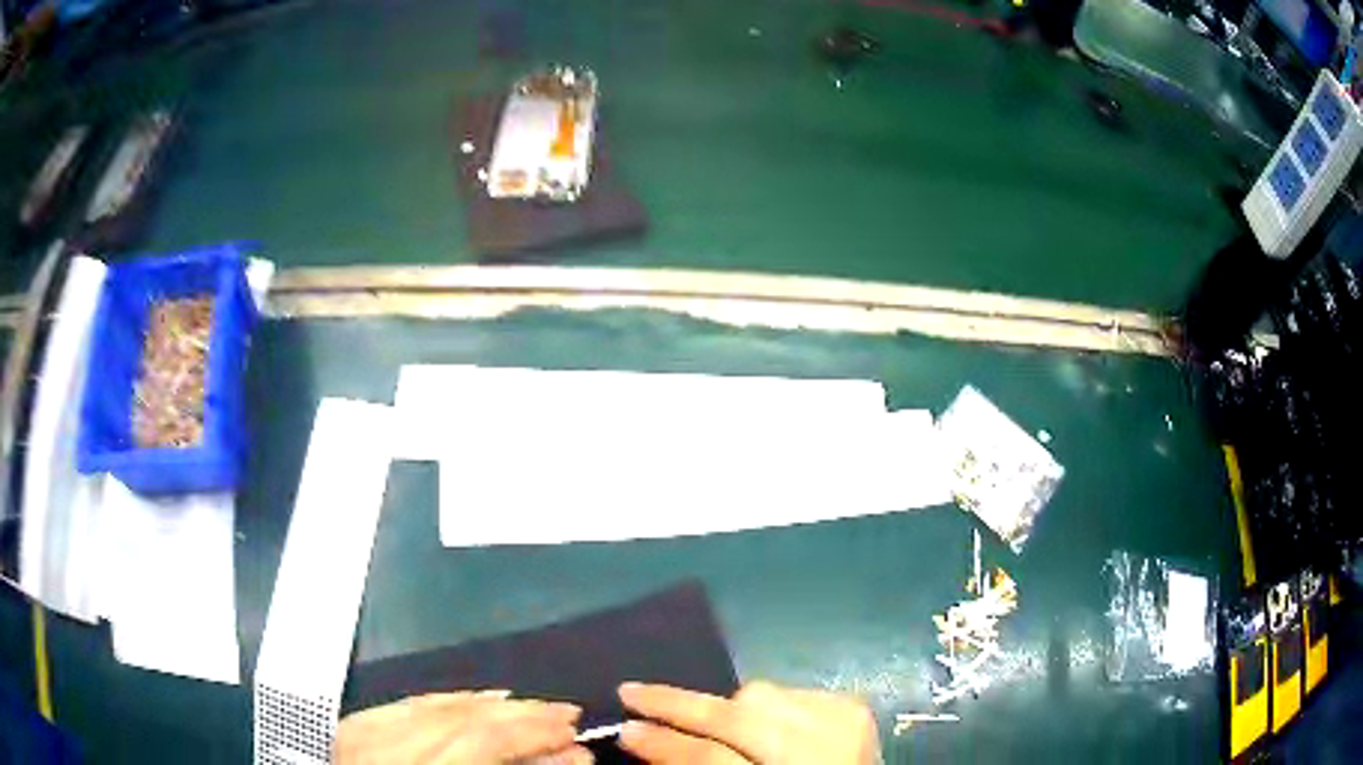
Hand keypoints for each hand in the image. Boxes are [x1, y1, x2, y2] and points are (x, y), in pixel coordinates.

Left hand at [334, 690, 590, 763]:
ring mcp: (362, 731)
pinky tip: (478, 699)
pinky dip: (450, 700)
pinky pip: (409, 702)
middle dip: (522, 715)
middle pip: (463, 716)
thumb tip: (567, 756)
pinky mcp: (353, 724)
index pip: (484, 740)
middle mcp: (384, 746)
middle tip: (567, 715)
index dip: (534, 731)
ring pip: (437, 703)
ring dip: (492, 704)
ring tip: (534, 707)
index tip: (574, 729)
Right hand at [618, 681, 880, 764]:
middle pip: (737, 715)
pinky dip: (767, 707)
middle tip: (631, 692)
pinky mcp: (854, 707)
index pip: (711, 759)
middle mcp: (821, 749)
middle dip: (678, 703)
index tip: (623, 728)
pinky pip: (790, 692)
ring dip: (726, 707)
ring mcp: (843, 723)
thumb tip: (651, 740)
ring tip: (706, 719)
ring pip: (762, 694)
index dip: (664, 744)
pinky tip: (761, 723)